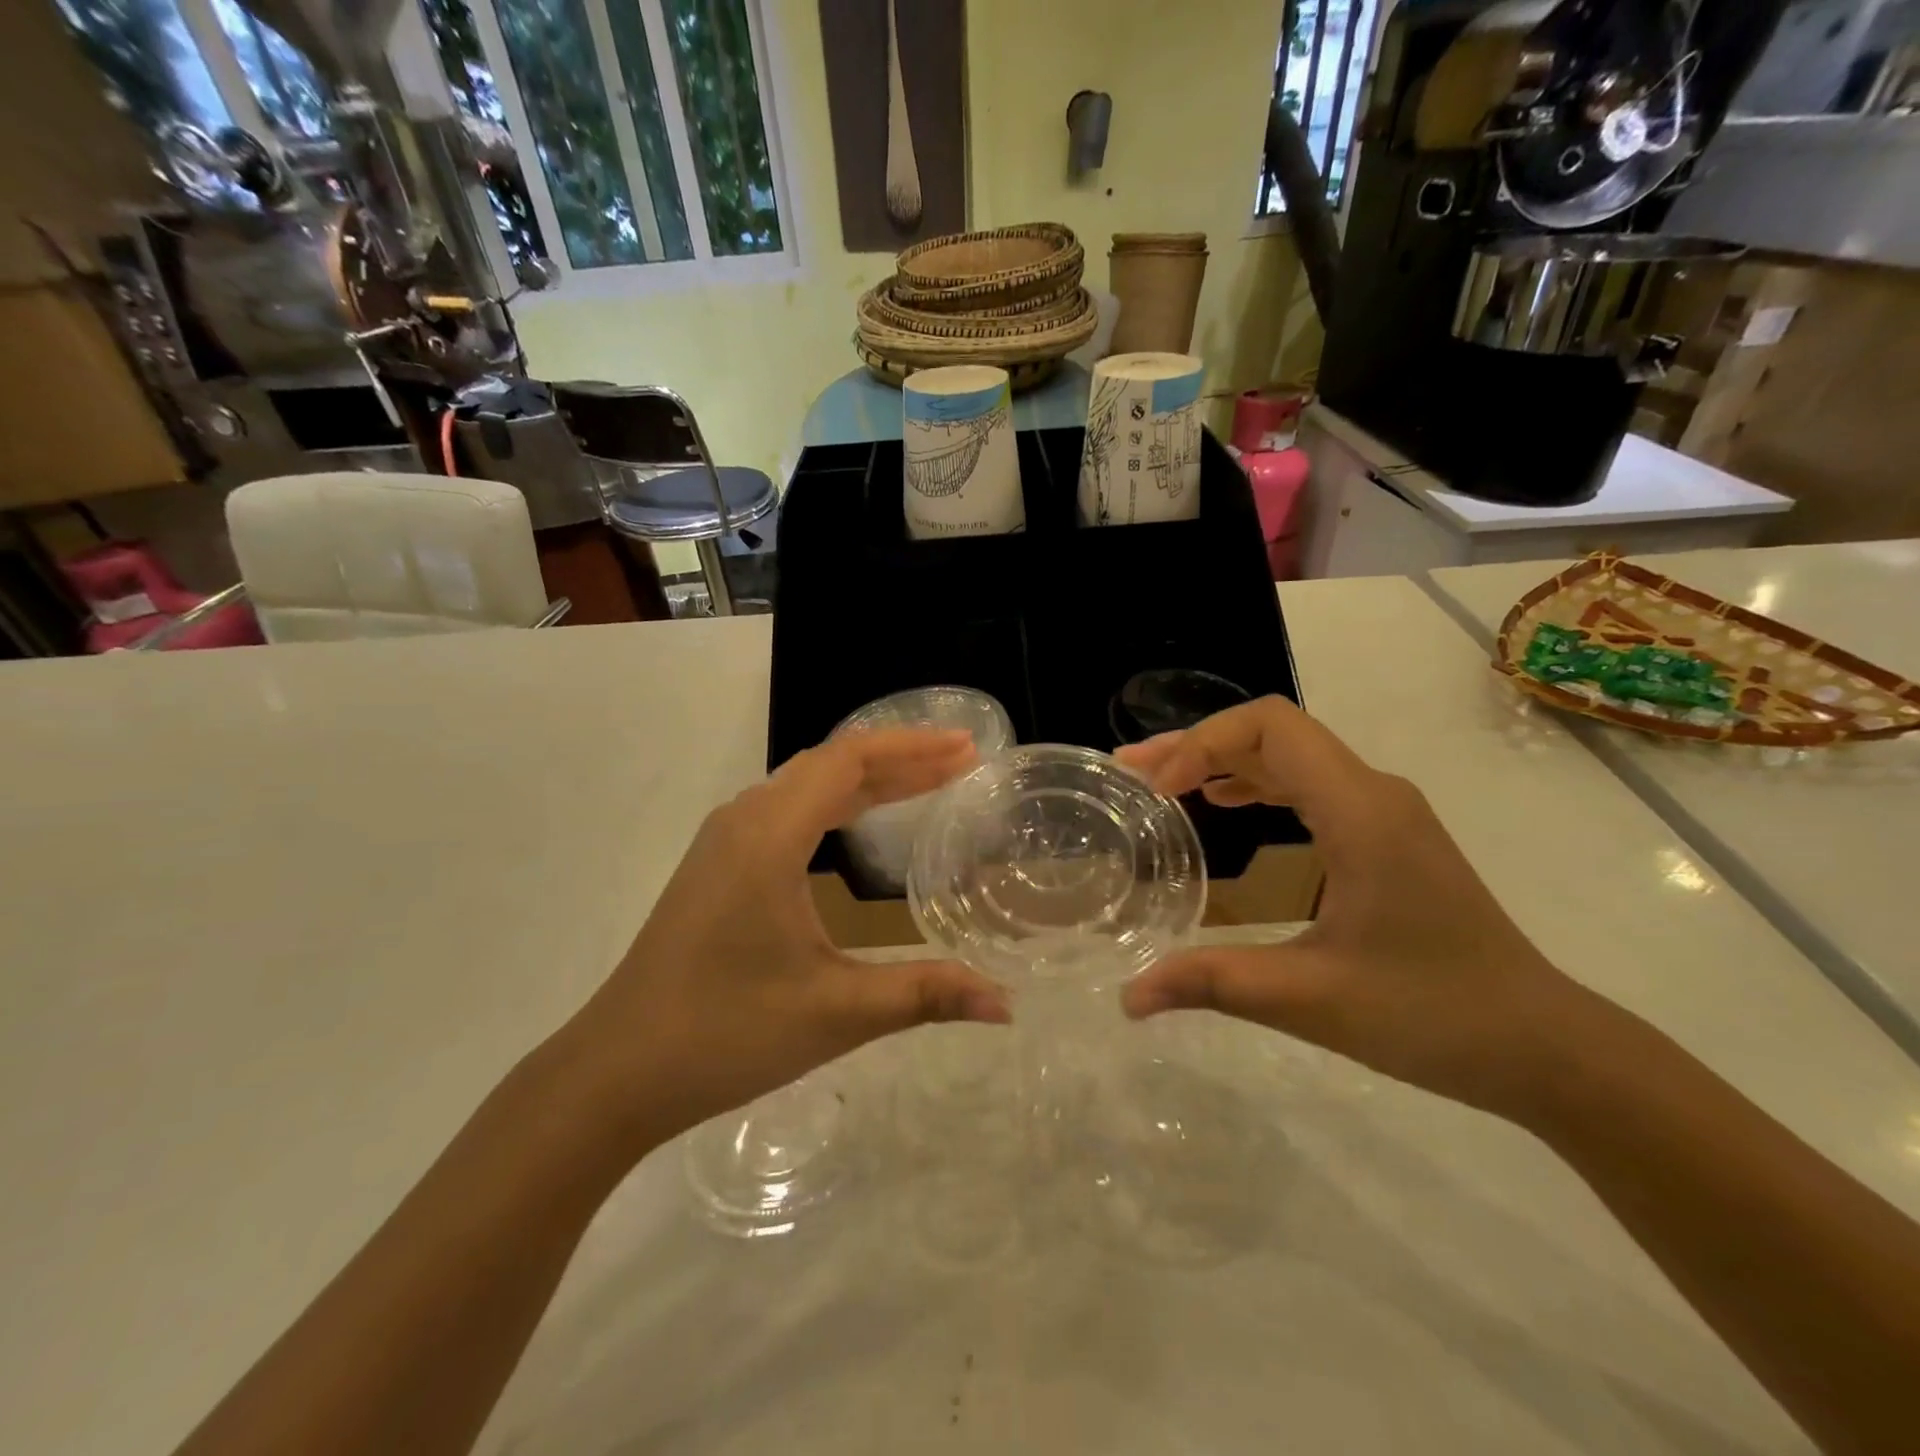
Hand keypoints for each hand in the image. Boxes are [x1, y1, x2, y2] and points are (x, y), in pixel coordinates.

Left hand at [555, 730, 1009, 1148]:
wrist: (616, 1071)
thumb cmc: (726, 1032)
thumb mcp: (836, 1012)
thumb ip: (925, 995)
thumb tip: (1005, 1003)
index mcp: (769, 835)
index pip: (850, 761)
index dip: (914, 749)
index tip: (967, 749)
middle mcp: (744, 820)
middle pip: (831, 764)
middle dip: (901, 758)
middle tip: (961, 760)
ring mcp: (725, 841)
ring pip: (806, 784)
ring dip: (868, 779)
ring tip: (925, 782)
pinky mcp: (717, 866)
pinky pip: (787, 809)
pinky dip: (835, 802)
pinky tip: (857, 824)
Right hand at [1115, 697, 1593, 1116]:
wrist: (1542, 1045)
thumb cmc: (1434, 1014)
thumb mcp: (1313, 1000)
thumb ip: (1214, 984)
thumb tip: (1128, 996)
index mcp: (1360, 812)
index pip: (1270, 727)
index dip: (1202, 743)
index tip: (1158, 791)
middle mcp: (1373, 792)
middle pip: (1272, 732)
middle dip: (1197, 745)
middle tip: (1132, 772)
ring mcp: (1384, 811)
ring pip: (1290, 755)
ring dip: (1223, 760)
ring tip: (1162, 785)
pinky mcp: (1385, 834)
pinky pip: (1308, 783)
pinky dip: (1254, 782)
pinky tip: (1223, 805)